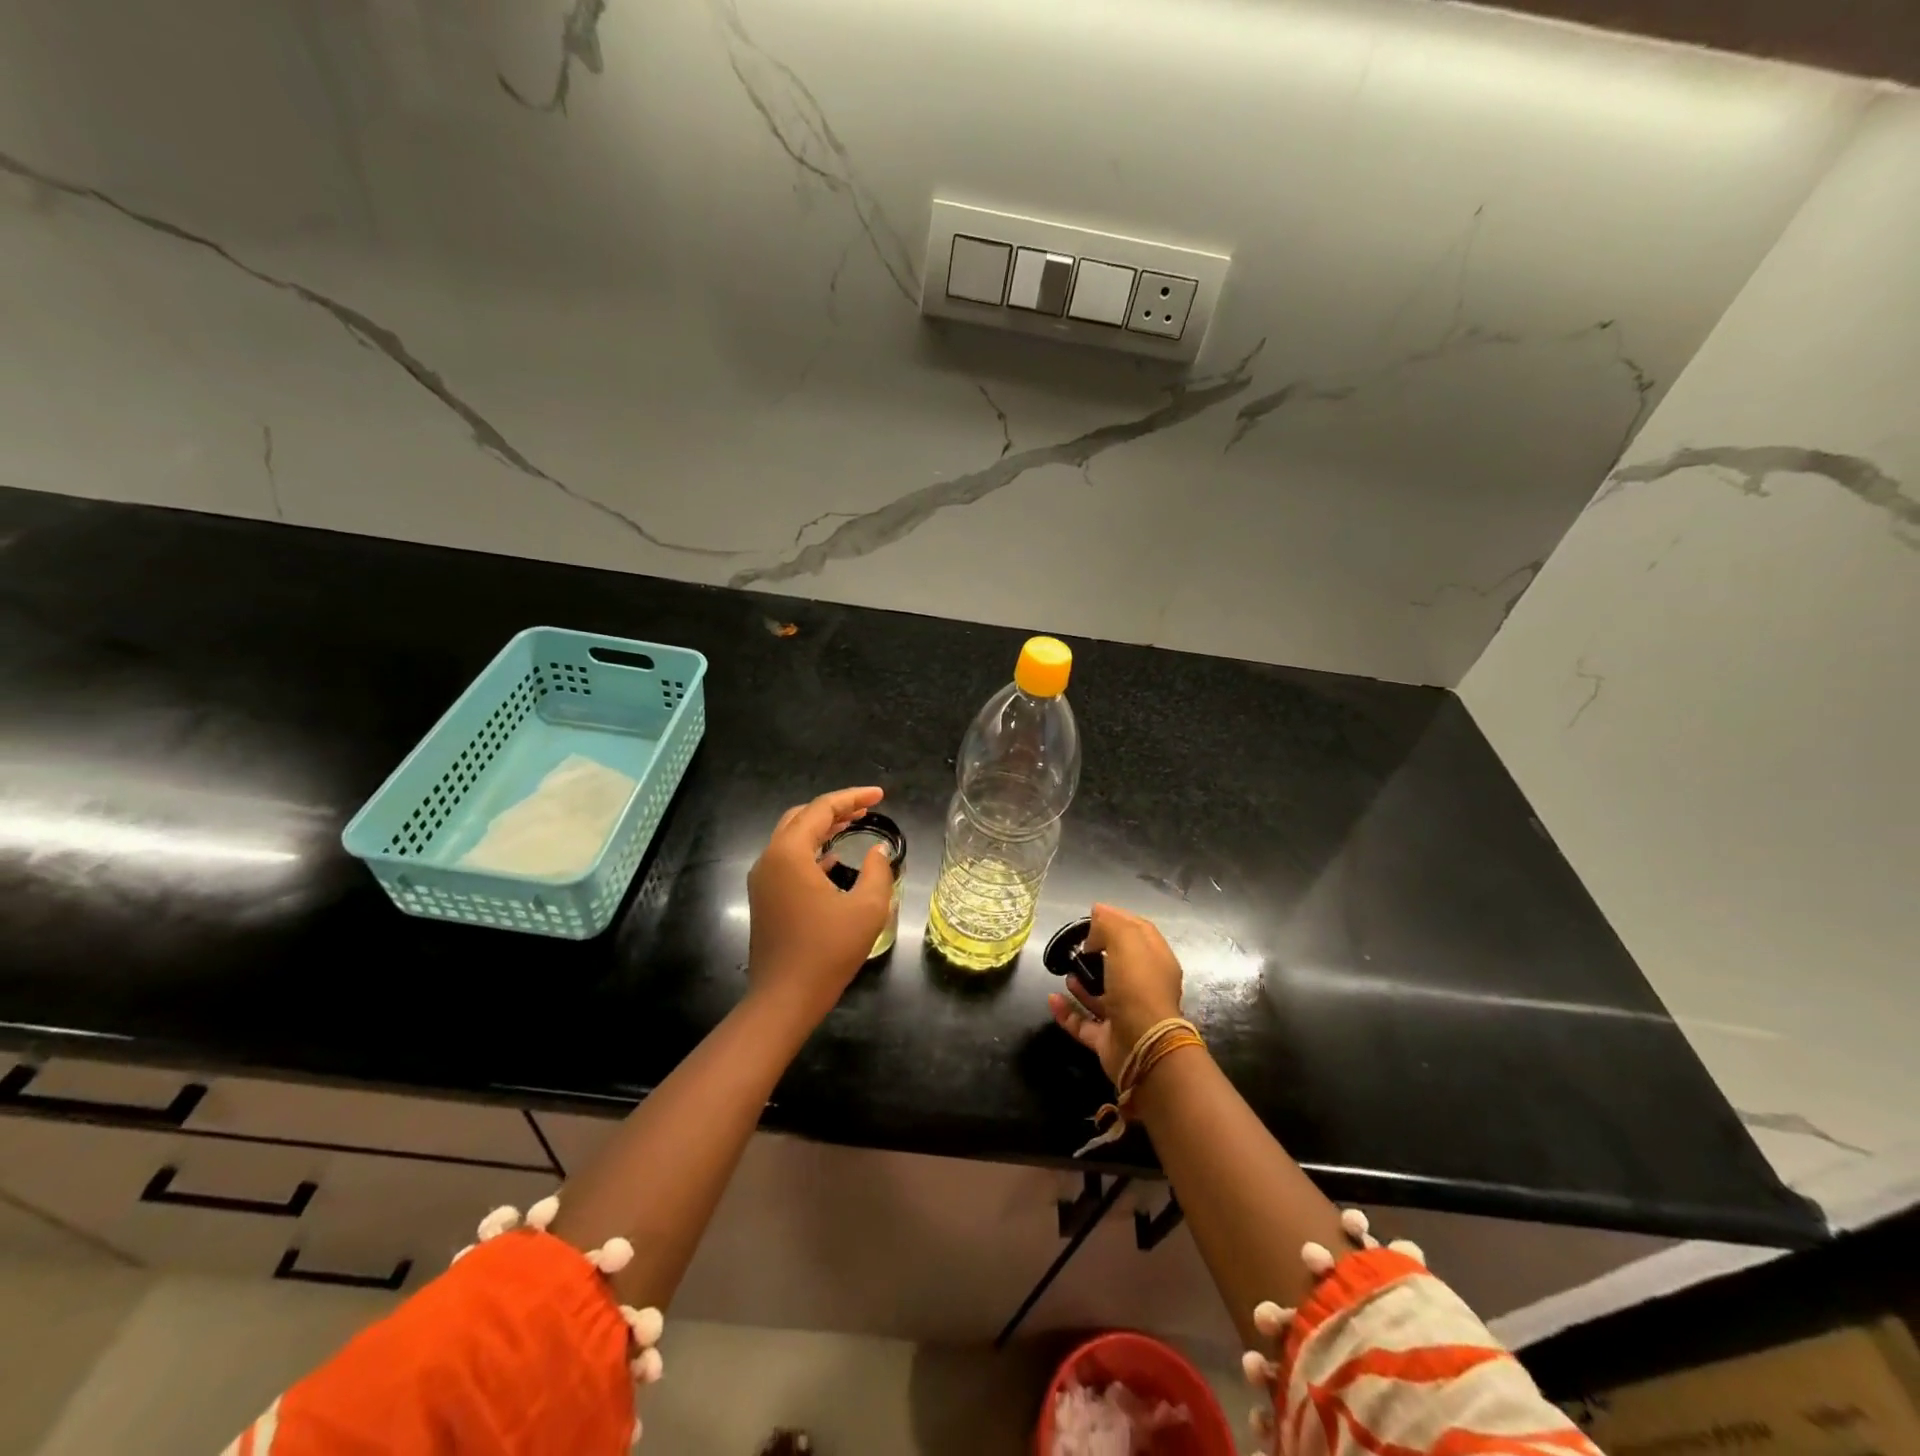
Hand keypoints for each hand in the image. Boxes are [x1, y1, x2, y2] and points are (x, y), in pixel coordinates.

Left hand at [746, 786, 893, 1022]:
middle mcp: (770, 859)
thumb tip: (877, 851)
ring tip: (854, 826)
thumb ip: (878, 871)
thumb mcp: (867, 908)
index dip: (853, 798)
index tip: (880, 795)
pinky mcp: (765, 899)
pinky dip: (812, 852)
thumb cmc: (827, 951)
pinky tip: (835, 860)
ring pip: (792, 838)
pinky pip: (788, 861)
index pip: (821, 809)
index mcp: (790, 854)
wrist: (784, 999)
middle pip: (801, 818)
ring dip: (822, 829)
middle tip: (867, 809)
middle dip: (835, 809)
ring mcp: (763, 880)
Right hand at [1047, 903, 1185, 1082]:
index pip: (1139, 932)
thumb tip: (1098, 913)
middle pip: (1119, 963)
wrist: (1143, 1049)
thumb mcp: (1126, 942)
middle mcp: (1143, 987)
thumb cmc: (1138, 987)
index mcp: (1155, 962)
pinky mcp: (1108, 1040)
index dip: (1118, 919)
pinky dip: (1067, 1012)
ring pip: (1101, 994)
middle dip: (1097, 952)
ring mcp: (1126, 1015)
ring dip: (1082, 983)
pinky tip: (1053, 999)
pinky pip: (1083, 1022)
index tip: (1093, 914)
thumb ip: (1110, 924)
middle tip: (1078, 946)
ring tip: (1067, 972)